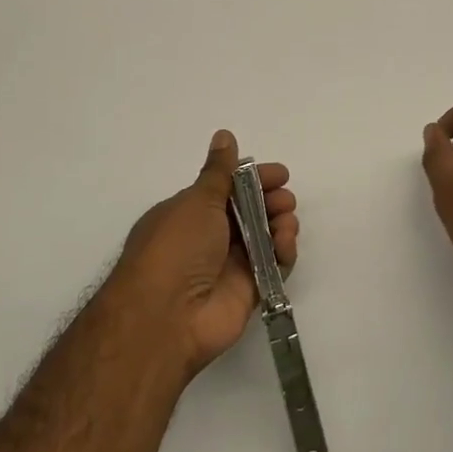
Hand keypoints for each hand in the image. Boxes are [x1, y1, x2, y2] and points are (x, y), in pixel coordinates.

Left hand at [116, 130, 299, 380]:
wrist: (166, 317)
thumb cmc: (176, 247)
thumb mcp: (197, 200)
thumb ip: (220, 171)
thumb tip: (224, 134)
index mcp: (190, 212)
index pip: (229, 188)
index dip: (254, 179)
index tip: (280, 174)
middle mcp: (209, 237)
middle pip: (250, 212)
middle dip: (271, 201)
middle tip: (285, 199)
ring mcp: (229, 265)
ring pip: (264, 237)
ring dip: (280, 224)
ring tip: (286, 223)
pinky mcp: (248, 291)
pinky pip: (273, 266)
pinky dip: (283, 252)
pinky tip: (285, 245)